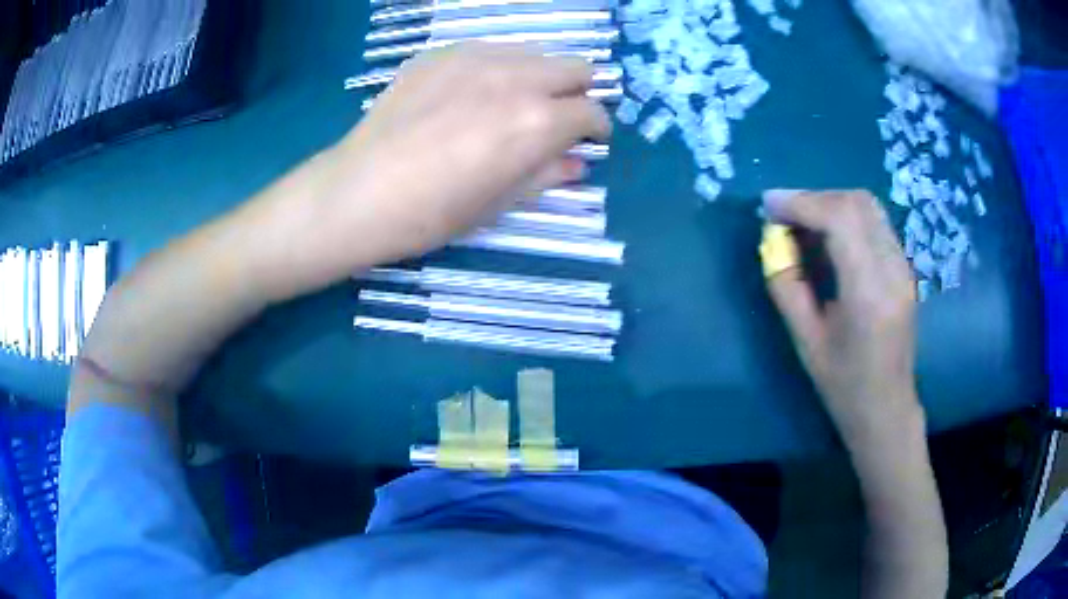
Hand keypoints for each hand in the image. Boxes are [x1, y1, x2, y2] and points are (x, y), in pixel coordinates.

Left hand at [250, 44, 609, 296]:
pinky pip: (490, 51)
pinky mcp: (441, 53)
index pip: (592, 112)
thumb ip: (546, 174)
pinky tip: (469, 96)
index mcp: (537, 121)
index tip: (586, 141)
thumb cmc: (430, 213)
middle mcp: (516, 78)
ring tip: (510, 106)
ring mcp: (475, 57)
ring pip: (534, 54)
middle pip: (575, 68)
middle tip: (555, 119)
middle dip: (576, 94)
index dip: (596, 130)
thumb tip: (578, 163)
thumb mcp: (498, 204)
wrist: (357, 192)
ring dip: (538, 77)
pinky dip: (497, 70)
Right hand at [762, 189, 921, 444]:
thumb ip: (787, 287)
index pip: (840, 220)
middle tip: (782, 214)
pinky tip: (826, 235)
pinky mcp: (903, 266)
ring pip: (867, 206)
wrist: (887, 408)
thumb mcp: (806, 342)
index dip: (801, 203)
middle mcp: (892, 270)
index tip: (768, 205)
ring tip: (801, 221)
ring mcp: (903, 266)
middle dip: (814, 198)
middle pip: (856, 203)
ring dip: (830, 203)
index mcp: (869, 294)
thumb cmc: (844, 386)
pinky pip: (873, 222)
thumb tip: (773, 243)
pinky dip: (845, 215)